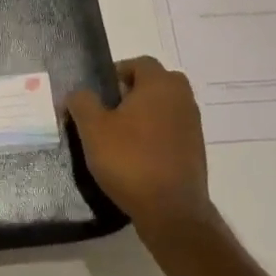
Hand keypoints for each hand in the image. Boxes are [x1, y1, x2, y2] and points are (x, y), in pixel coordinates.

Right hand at [68, 57, 213, 253]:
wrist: (171, 212)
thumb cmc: (129, 160)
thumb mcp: (92, 128)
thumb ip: (82, 102)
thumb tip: (79, 93)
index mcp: (160, 85)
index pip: (140, 63)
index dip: (117, 73)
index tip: (100, 94)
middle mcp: (182, 99)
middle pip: (156, 83)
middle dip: (134, 91)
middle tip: (111, 111)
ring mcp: (193, 126)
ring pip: (166, 107)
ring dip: (146, 114)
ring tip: (121, 136)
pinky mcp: (196, 151)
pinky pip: (173, 130)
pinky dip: (157, 135)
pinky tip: (138, 156)